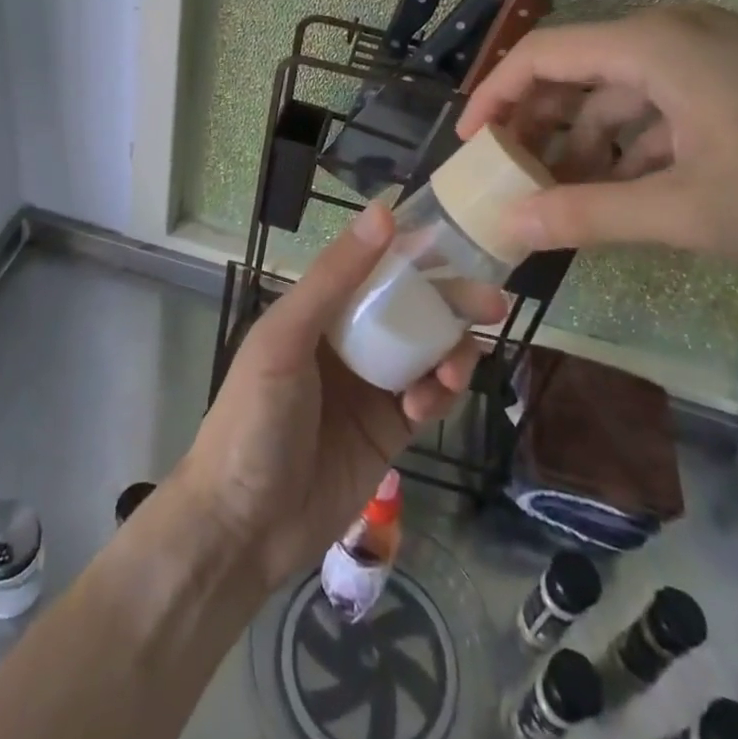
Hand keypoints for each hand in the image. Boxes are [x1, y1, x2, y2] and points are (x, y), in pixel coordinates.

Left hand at [174, 206, 501, 590]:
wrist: (243, 526)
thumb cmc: (254, 418)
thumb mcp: (286, 338)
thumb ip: (334, 277)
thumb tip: (384, 212)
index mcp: (320, 309)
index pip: (377, 267)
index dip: (418, 255)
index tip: (461, 248)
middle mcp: (349, 340)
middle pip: (412, 308)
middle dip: (452, 303)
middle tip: (493, 305)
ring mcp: (372, 386)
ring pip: (428, 352)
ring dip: (450, 353)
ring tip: (453, 373)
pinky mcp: (389, 431)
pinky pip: (429, 399)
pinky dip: (439, 396)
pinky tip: (426, 407)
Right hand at [458, 3, 737, 262]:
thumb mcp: (686, 211)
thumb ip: (589, 217)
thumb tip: (508, 229)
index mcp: (653, 46)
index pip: (542, 55)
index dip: (495, 97)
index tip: (469, 145)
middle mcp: (673, 34)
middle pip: (577, 70)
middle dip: (539, 125)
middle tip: (513, 178)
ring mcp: (709, 52)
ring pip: (619, 92)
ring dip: (587, 141)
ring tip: (567, 198)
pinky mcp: (735, 75)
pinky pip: (659, 102)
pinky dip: (632, 143)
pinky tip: (629, 191)